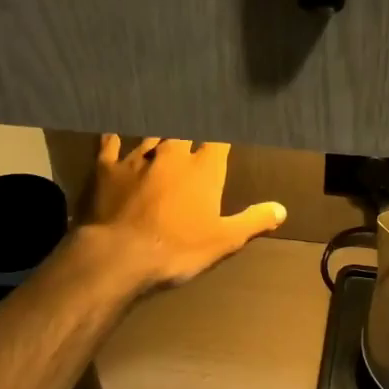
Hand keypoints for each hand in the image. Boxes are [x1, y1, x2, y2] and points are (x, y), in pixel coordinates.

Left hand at [78, 135, 286, 290]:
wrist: (120, 255)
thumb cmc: (178, 248)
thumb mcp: (224, 240)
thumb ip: (253, 221)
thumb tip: (281, 209)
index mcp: (203, 168)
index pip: (218, 141)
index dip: (221, 137)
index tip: (224, 135)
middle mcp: (172, 154)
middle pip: (184, 134)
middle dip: (189, 134)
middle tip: (191, 134)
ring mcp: (137, 158)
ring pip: (151, 138)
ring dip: (158, 138)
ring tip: (161, 134)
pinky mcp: (106, 168)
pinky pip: (110, 146)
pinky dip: (114, 140)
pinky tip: (113, 135)